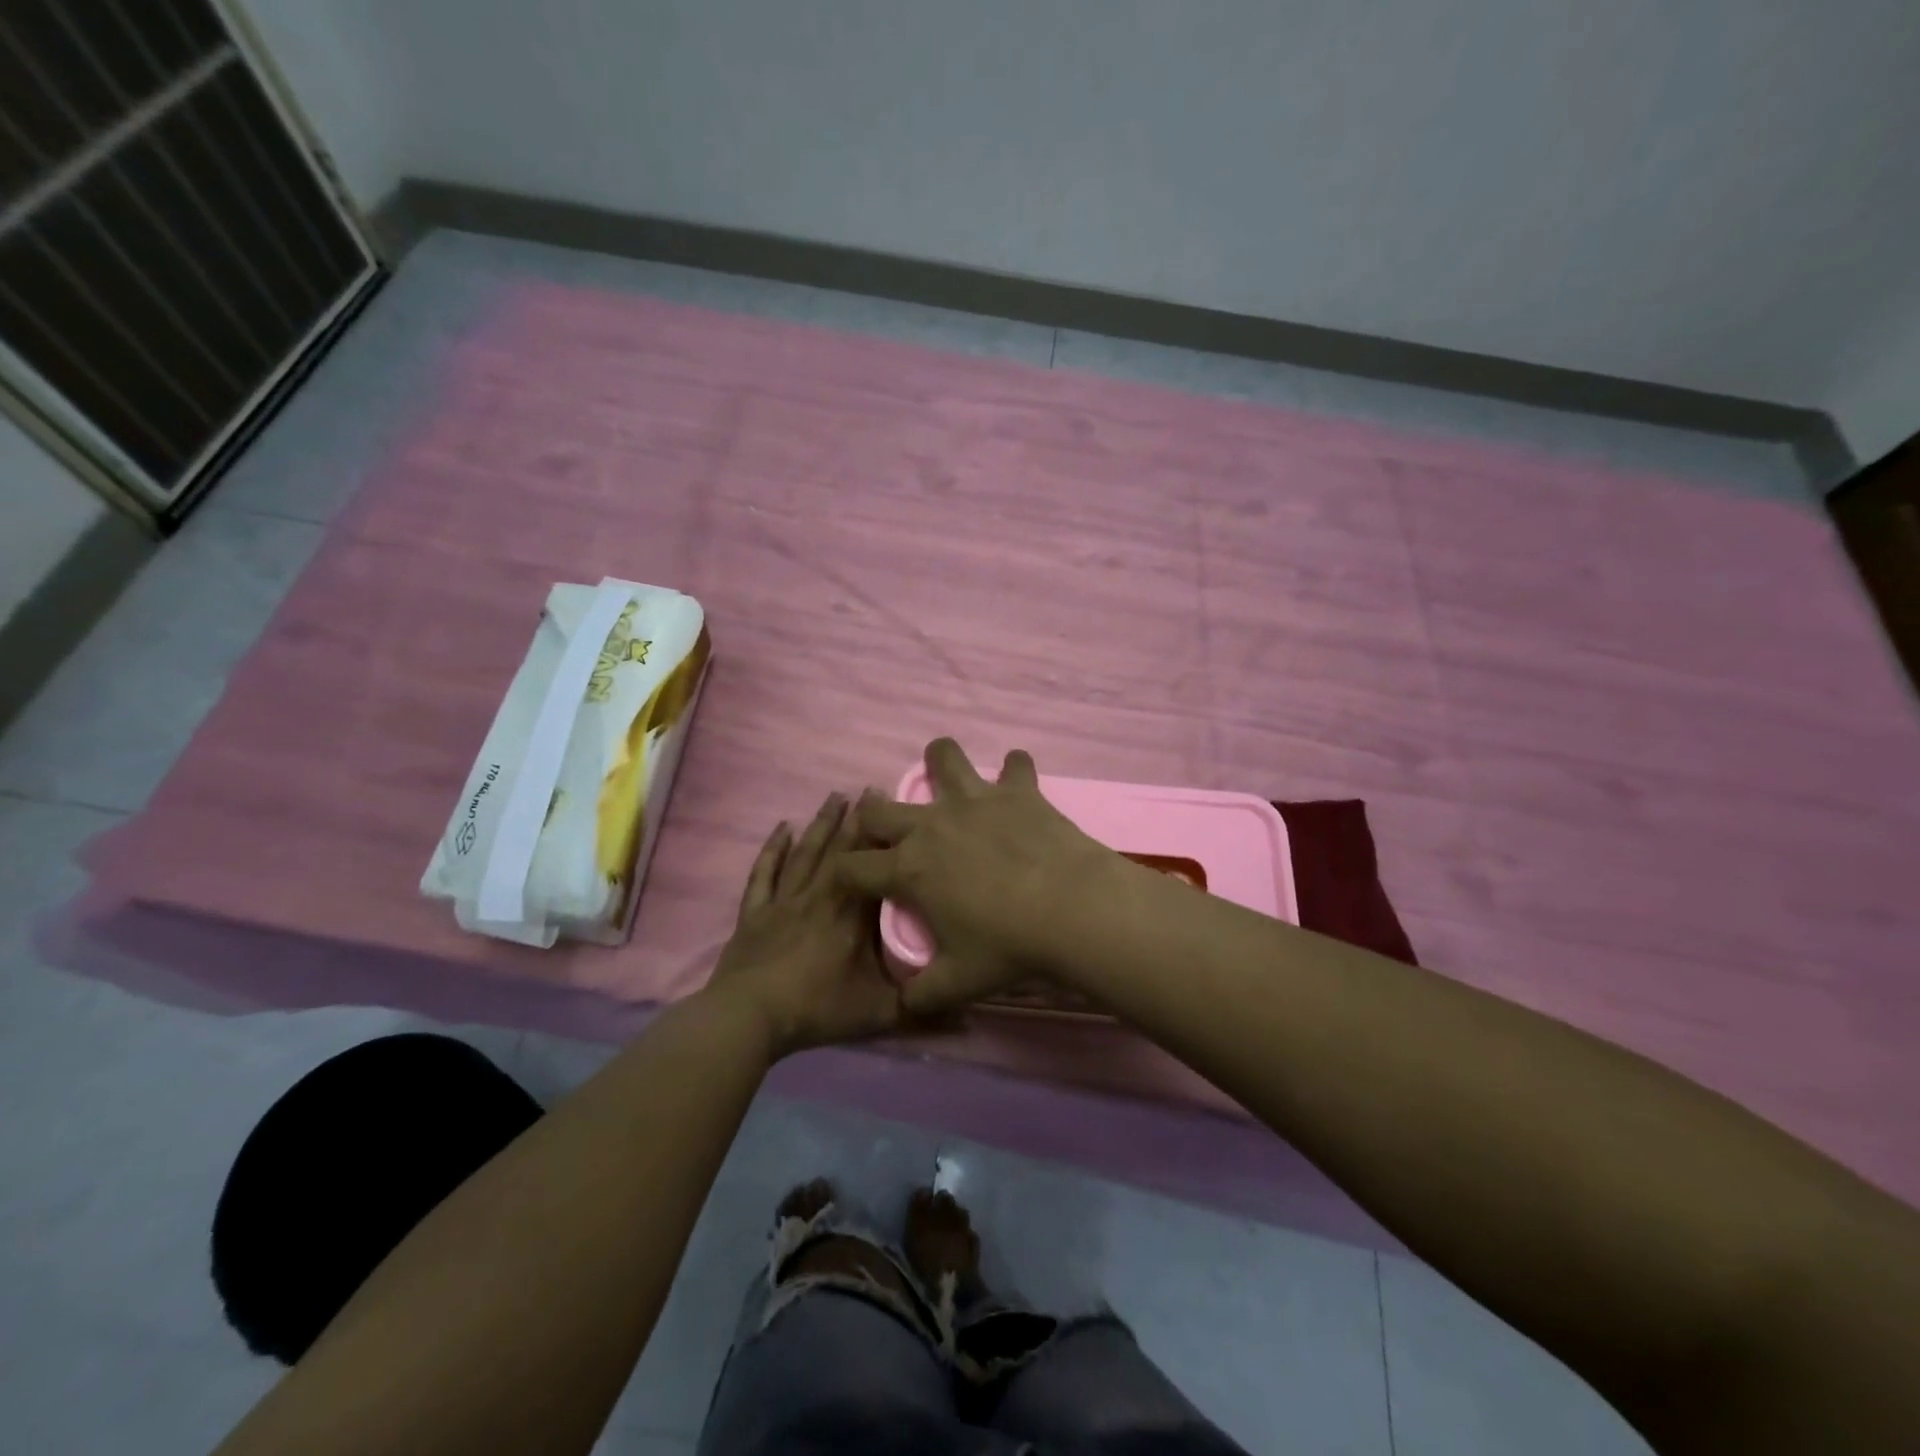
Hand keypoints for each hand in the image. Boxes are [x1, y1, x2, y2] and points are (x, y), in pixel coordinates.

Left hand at [710, 793, 901, 1056]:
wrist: (749, 1018)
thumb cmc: (817, 1008)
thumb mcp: (878, 1012)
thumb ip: (921, 1006)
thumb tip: (966, 1009)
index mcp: (852, 914)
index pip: (873, 866)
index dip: (885, 837)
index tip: (896, 808)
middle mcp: (820, 896)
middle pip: (840, 850)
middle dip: (857, 819)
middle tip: (869, 789)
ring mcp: (784, 901)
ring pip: (805, 853)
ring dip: (821, 824)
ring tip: (834, 796)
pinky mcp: (755, 913)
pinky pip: (765, 874)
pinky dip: (772, 850)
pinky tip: (781, 828)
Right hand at [837, 739, 1119, 1016]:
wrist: (1072, 908)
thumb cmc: (1008, 947)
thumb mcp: (958, 984)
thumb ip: (921, 997)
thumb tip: (904, 1005)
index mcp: (908, 870)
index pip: (852, 868)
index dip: (843, 875)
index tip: (849, 880)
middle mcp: (930, 826)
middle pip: (878, 809)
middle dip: (870, 816)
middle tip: (887, 829)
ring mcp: (974, 800)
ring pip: (943, 757)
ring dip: (940, 762)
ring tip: (947, 778)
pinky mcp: (1016, 790)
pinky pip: (1015, 764)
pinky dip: (1015, 771)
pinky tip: (1018, 784)